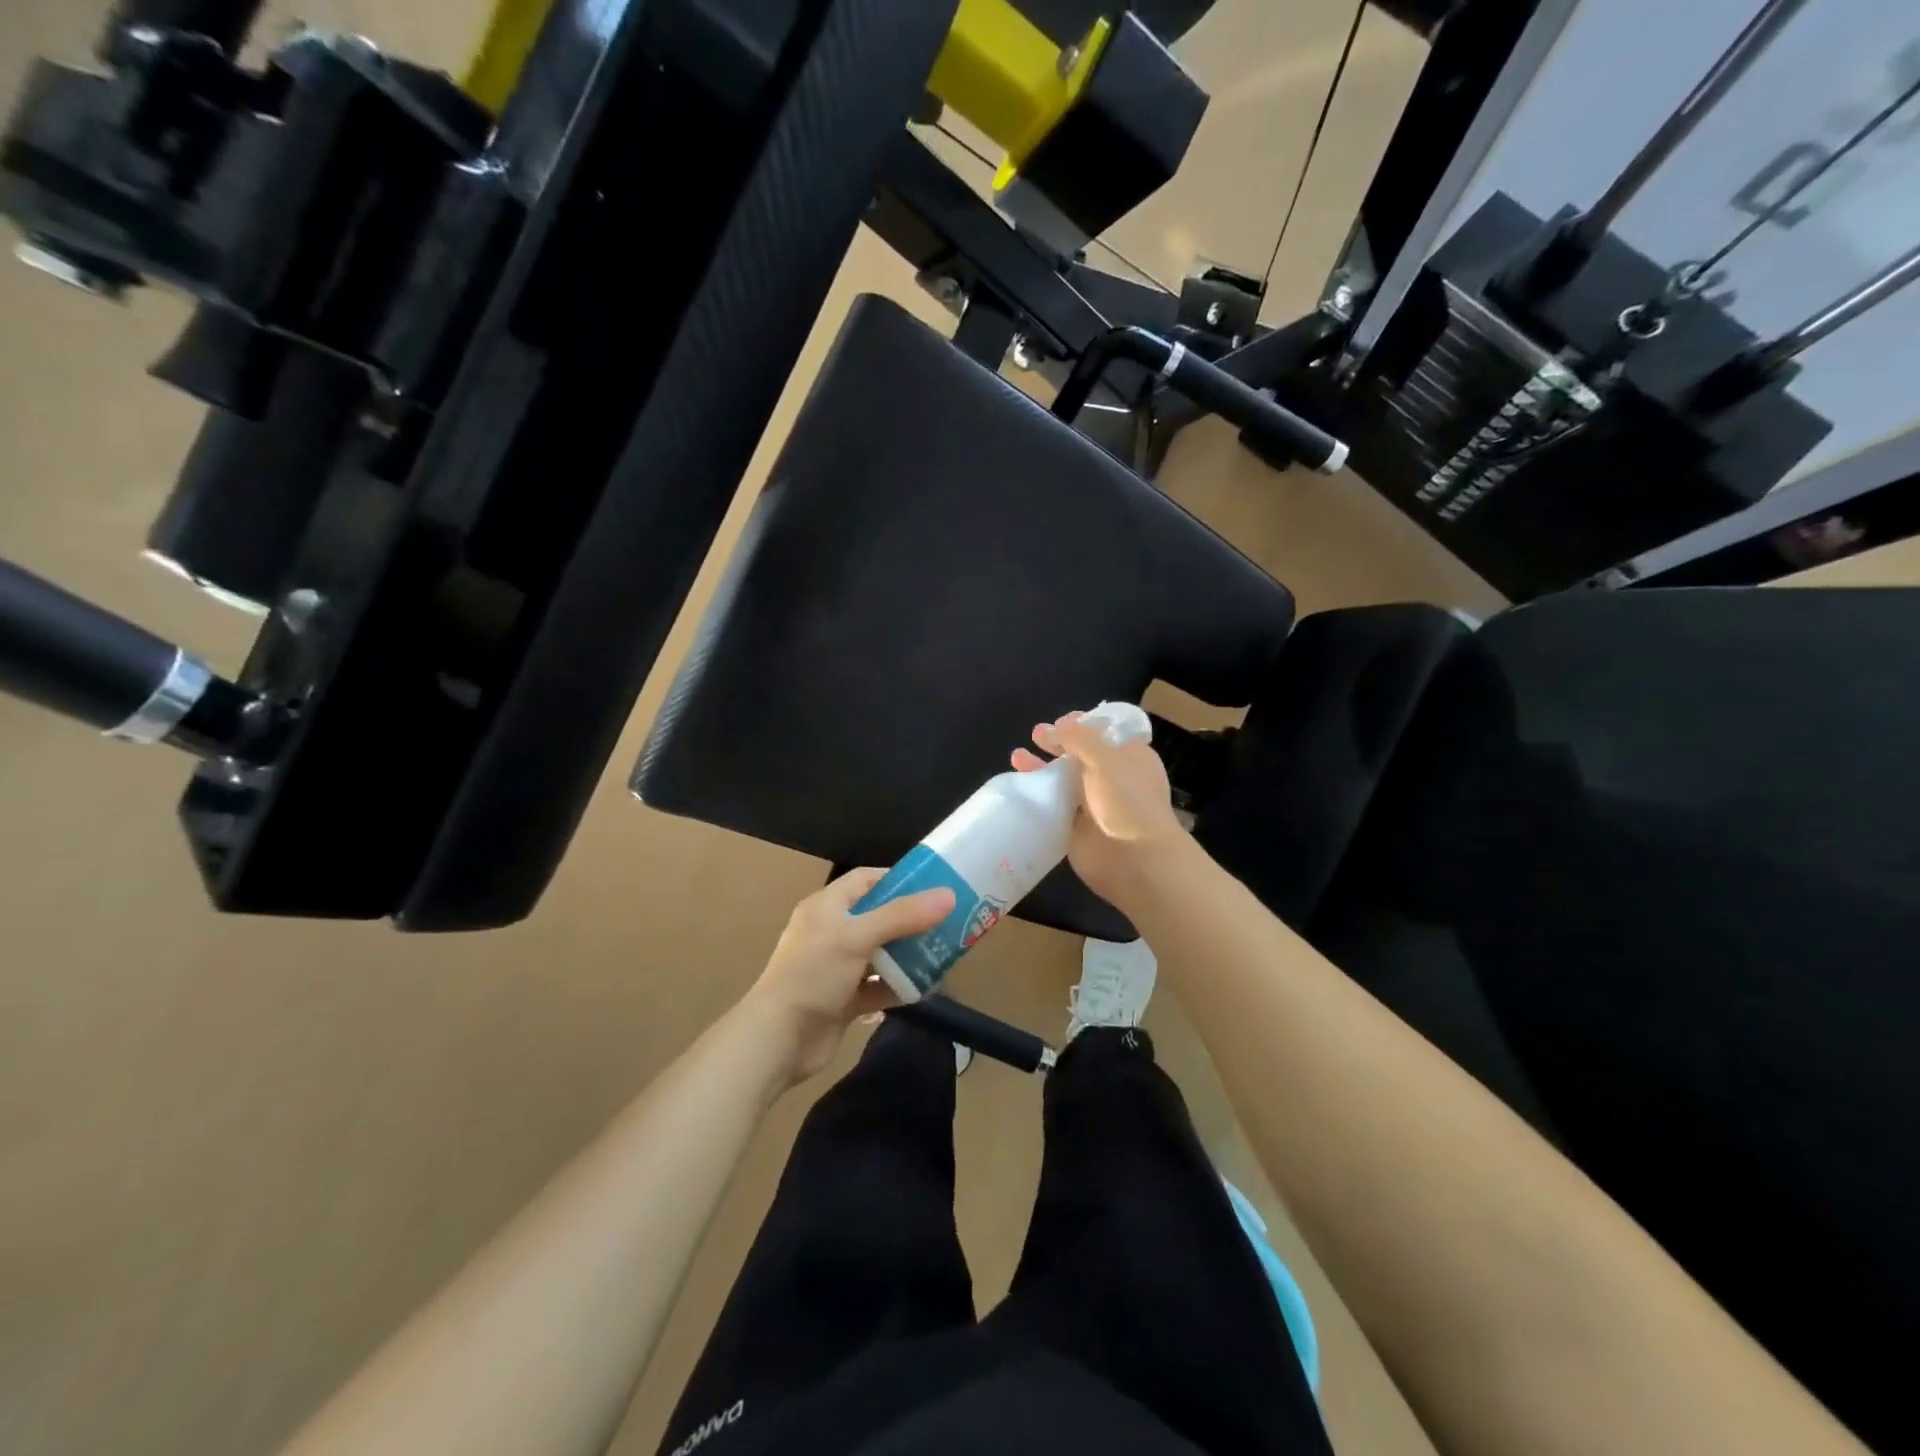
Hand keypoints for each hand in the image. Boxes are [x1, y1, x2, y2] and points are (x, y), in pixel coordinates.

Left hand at [743, 868, 954, 1085]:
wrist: (778, 1040)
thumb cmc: (813, 975)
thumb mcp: (857, 937)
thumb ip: (902, 916)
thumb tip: (948, 895)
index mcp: (826, 907)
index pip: (865, 879)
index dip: (897, 879)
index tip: (932, 886)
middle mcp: (831, 932)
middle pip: (877, 916)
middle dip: (910, 920)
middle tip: (946, 922)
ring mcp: (836, 968)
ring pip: (879, 953)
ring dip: (907, 955)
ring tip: (944, 954)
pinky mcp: (842, 999)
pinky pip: (876, 987)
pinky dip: (897, 987)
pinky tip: (924, 988)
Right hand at [1012, 713, 1186, 905]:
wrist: (1134, 859)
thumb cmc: (1127, 800)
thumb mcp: (1106, 758)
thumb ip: (1079, 738)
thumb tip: (1056, 727)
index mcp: (1130, 757)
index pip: (1105, 733)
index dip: (1083, 724)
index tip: (1060, 721)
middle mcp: (1113, 778)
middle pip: (1080, 754)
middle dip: (1058, 743)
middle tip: (1036, 735)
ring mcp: (1093, 803)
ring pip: (1063, 779)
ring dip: (1041, 767)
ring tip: (1017, 757)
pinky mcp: (1076, 827)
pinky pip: (1054, 806)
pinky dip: (1038, 796)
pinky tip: (1019, 786)